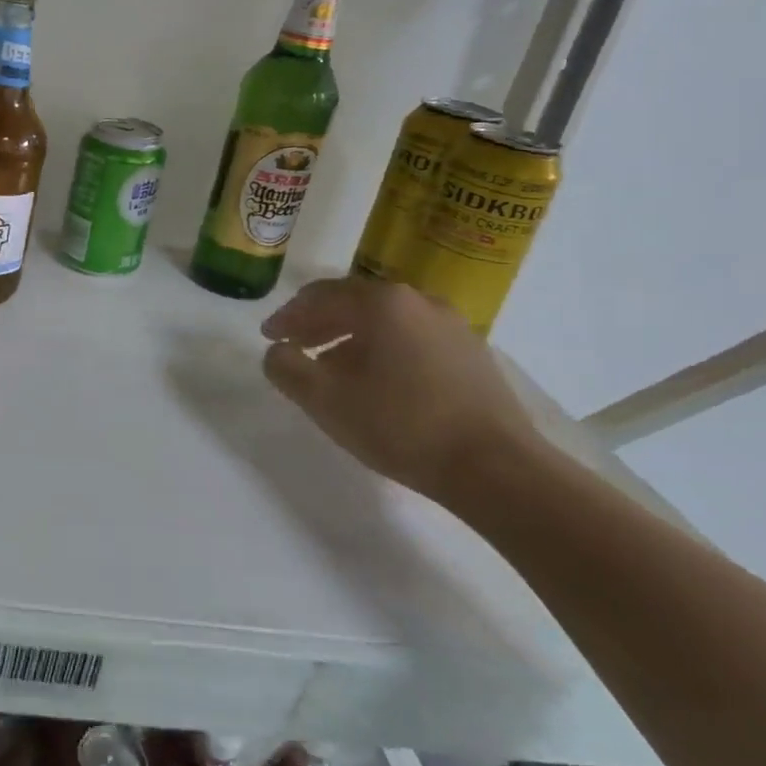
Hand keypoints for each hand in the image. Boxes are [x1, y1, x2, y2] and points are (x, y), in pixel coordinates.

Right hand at [260, 277, 541, 505]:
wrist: (496, 468)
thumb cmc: (400, 425)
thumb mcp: (324, 399)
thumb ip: (286, 368)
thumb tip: (276, 351)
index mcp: (382, 303)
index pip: (320, 296)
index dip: (288, 316)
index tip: (268, 336)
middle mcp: (419, 302)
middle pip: (354, 303)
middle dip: (318, 323)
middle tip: (295, 347)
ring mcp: (452, 327)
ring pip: (386, 322)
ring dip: (350, 338)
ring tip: (331, 369)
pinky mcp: (472, 355)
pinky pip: (412, 339)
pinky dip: (383, 350)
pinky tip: (376, 383)